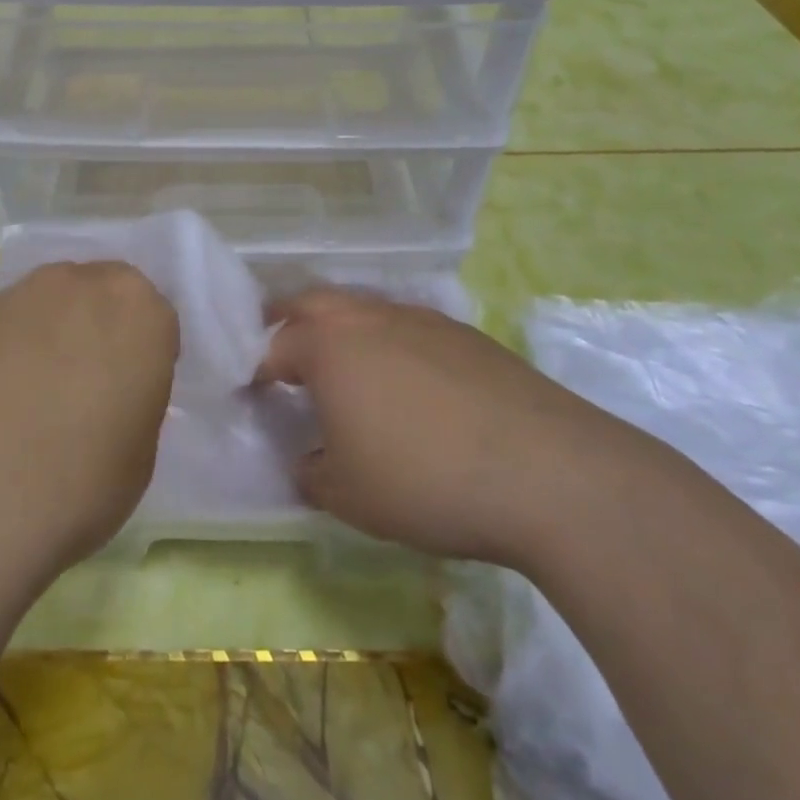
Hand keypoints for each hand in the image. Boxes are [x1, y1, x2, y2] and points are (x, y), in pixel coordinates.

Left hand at [0, 261, 178, 574]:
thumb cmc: (81, 482)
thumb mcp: (141, 449)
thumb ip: (134, 397)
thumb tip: (111, 390)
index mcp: (140, 311)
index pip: (156, 320)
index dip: (144, 357)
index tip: (131, 391)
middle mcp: (83, 284)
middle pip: (102, 296)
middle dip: (100, 328)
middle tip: (87, 383)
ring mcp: (22, 294)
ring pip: (53, 303)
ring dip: (54, 332)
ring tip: (37, 390)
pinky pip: (11, 323)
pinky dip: (12, 347)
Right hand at [259, 287, 625, 565]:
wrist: (548, 473)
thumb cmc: (425, 481)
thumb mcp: (348, 496)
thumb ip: (312, 474)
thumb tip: (309, 462)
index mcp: (329, 347)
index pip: (274, 347)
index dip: (256, 371)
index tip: (252, 394)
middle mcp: (370, 318)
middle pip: (313, 303)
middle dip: (288, 323)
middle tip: (282, 353)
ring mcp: (422, 320)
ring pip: (364, 309)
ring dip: (343, 329)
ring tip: (345, 369)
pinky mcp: (467, 335)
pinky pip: (408, 327)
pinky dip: (390, 343)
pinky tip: (409, 384)